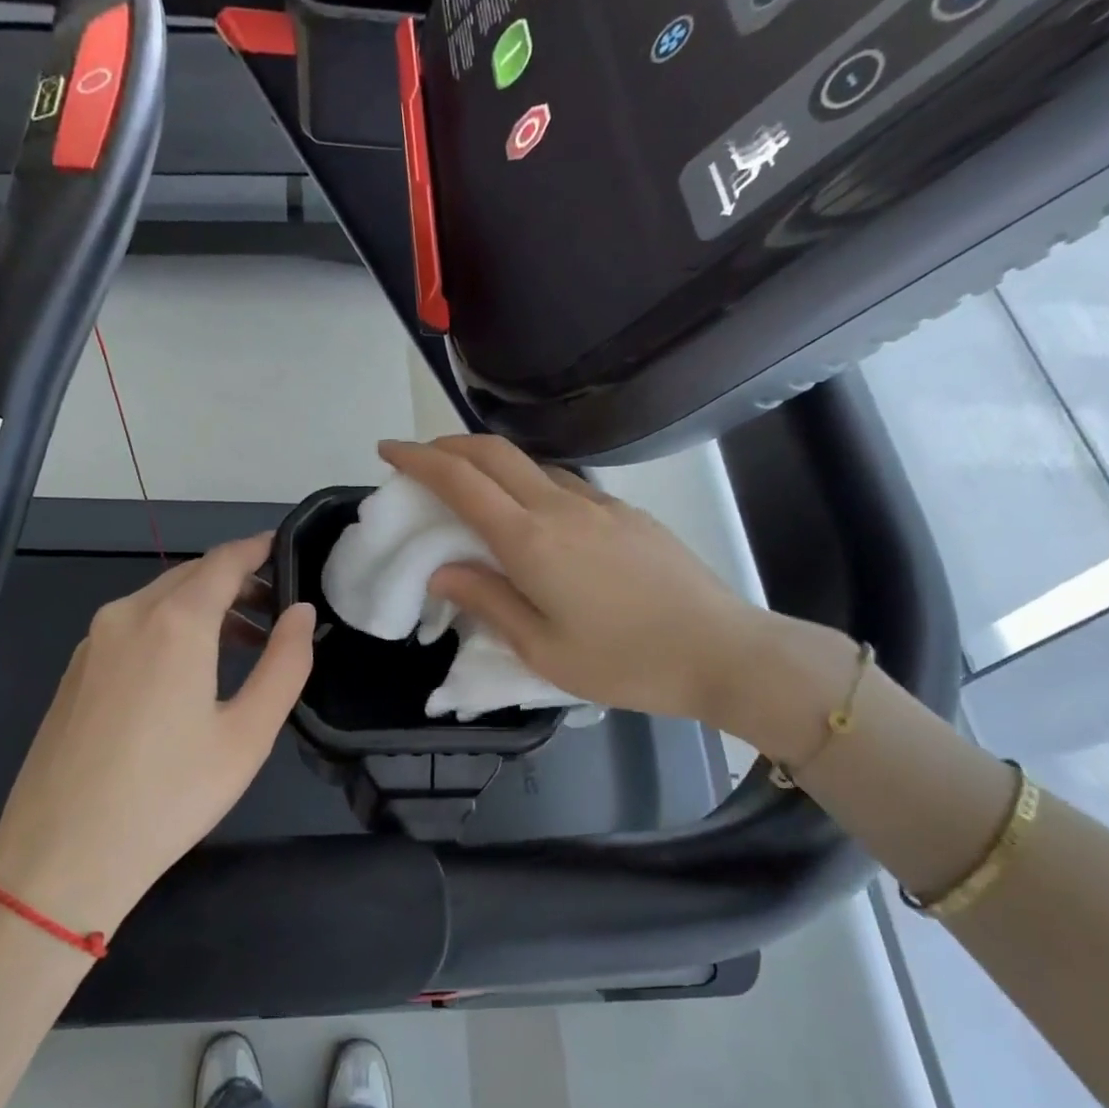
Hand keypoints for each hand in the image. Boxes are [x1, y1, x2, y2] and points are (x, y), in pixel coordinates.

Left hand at [0, 535, 314, 931]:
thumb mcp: (248, 734)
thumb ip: (285, 664)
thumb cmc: (170, 795)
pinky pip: (132, 626)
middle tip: (277, 611)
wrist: (62, 856)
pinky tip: (188, 671)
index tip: (287, 552)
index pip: (224, 561)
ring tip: (243, 644)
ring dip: (204, 607)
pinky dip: (170, 627)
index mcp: (174, 622)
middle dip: (237, 582)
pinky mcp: (76, 670)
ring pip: (159, 600)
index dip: (259, 550)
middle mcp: (128, 615)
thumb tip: (301, 613)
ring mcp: (94, 642)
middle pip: (191, 575)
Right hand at [380, 437, 776, 732]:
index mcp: (531, 540)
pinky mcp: (625, 513)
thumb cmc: (624, 662)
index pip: (461, 481)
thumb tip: (442, 570)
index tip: (387, 451)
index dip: (418, 459)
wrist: (721, 651)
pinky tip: (529, 514)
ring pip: (530, 464)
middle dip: (447, 445)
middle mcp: (561, 507)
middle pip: (493, 452)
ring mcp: (598, 504)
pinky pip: (562, 483)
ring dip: (489, 461)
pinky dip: (527, 482)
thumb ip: (488, 601)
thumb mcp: (542, 648)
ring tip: (468, 487)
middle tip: (419, 459)